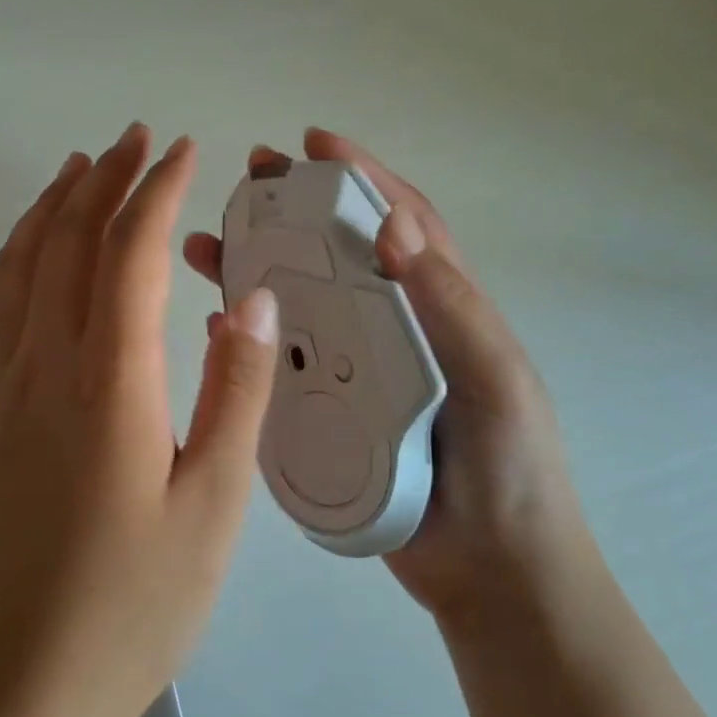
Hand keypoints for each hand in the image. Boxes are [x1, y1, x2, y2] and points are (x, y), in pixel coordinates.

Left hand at [0, 123, 280, 716]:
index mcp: (111, 381)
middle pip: (72, 240)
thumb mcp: (214, 503)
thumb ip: (235, 391)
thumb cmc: (136, 601)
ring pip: (26, 262)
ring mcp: (11, 384)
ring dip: (57, 203)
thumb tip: (248, 299)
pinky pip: (4, 301)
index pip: (130, 253)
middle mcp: (49, 363)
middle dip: (107, 178)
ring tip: (83, 163)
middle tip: (140, 137)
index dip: (157, 193)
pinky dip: (22, 250)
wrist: (22, 680)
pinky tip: (39, 244)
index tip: (184, 152)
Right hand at [183, 128, 580, 624]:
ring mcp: (357, 370)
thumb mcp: (493, 377)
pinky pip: (282, 363)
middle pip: (336, 254)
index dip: (362, 176)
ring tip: (207, 248)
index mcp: (440, 305)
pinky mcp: (329, 412)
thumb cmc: (509, 469)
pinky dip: (251, 337)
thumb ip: (448, 304)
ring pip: (300, 303)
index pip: (401, 222)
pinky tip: (214, 325)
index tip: (316, 144)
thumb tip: (391, 224)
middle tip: (246, 183)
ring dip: (257, 269)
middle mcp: (393, 327)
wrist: (492, 573)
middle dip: (294, 211)